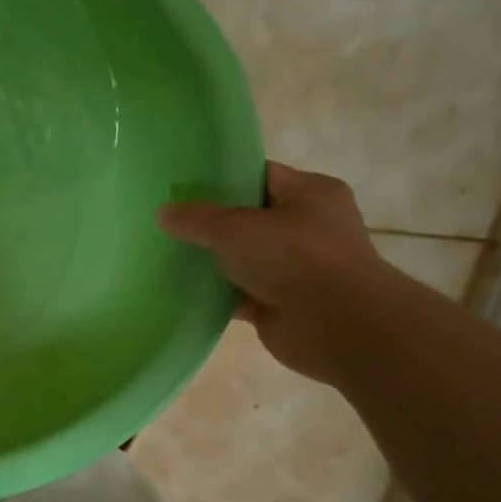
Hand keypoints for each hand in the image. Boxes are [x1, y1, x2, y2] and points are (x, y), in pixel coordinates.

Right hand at [157, 163, 396, 384]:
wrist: (337, 325)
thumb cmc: (294, 257)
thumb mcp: (235, 227)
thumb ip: (196, 219)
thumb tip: (163, 212)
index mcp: (311, 193)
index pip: (260, 175)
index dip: (222, 178)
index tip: (183, 186)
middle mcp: (308, 227)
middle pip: (249, 219)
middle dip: (212, 223)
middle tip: (170, 221)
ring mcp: (297, 268)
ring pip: (244, 259)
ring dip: (213, 261)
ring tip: (168, 254)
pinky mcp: (282, 304)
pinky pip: (240, 294)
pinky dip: (217, 295)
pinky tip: (182, 292)